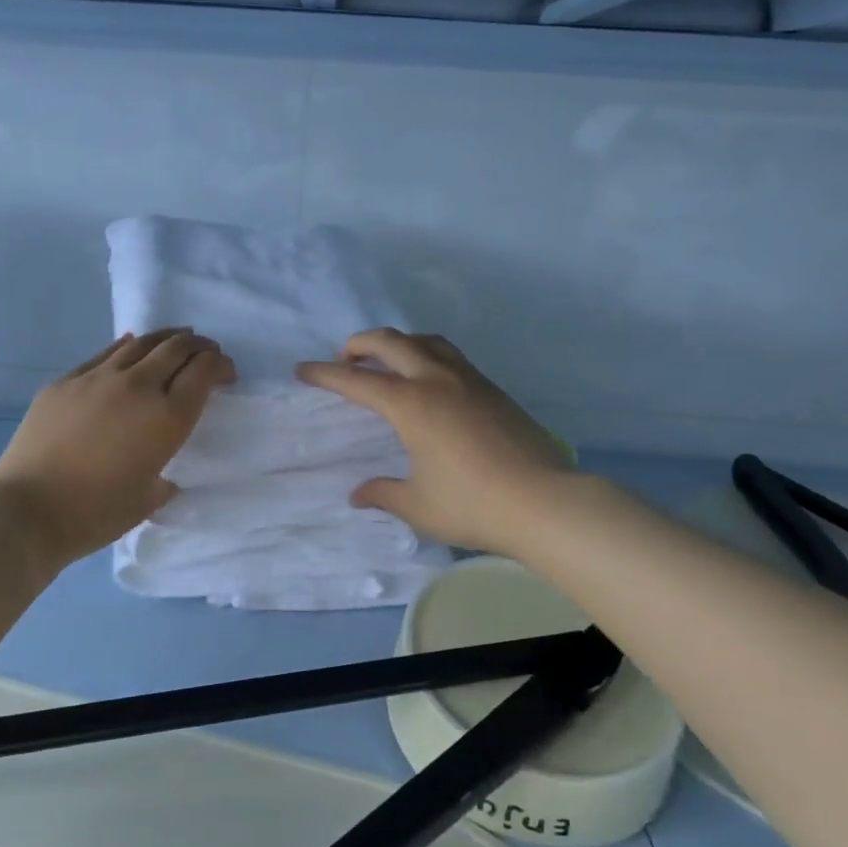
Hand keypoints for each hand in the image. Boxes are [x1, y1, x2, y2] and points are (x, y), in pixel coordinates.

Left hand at [0, 329, 234, 565]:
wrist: (28, 509)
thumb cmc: (96, 513)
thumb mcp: (148, 499)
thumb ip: (163, 479)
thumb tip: (161, 475)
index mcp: (167, 418)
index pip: (204, 372)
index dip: (221, 365)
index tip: (226, 374)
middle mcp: (138, 387)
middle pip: (177, 348)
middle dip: (200, 346)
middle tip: (207, 353)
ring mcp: (99, 378)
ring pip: (142, 343)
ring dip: (166, 339)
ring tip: (175, 342)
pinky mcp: (66, 380)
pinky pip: (105, 354)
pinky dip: (127, 348)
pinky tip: (130, 348)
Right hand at [297, 329, 570, 554]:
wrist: (544, 501)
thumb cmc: (473, 504)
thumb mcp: (419, 506)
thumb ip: (384, 493)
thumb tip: (358, 494)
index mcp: (411, 404)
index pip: (357, 381)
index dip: (325, 374)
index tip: (302, 369)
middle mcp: (437, 380)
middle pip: (391, 342)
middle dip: (360, 344)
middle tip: (344, 359)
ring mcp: (469, 380)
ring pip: (426, 340)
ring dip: (398, 343)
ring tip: (387, 361)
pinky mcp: (493, 389)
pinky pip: (450, 356)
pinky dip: (427, 353)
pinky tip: (430, 380)